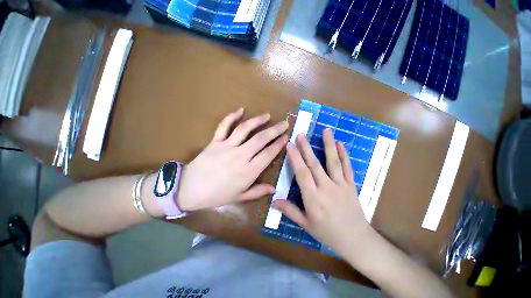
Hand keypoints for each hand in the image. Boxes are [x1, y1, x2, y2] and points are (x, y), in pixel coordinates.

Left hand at [176, 108, 288, 210]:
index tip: (286, 137)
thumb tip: (275, 189)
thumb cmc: (216, 195)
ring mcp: (227, 146)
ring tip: (267, 115)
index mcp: (248, 171)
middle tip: (284, 123)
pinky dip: (232, 116)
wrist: (188, 190)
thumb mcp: (239, 197)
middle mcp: (240, 156)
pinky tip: (240, 109)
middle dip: (275, 130)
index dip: (279, 144)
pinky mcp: (215, 141)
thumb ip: (258, 191)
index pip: (268, 154)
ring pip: (245, 129)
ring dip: (258, 120)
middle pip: (261, 139)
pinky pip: (224, 126)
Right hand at [273, 128, 375, 256]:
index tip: (289, 145)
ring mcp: (340, 185)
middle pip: (314, 164)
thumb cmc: (328, 233)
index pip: (302, 173)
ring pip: (333, 162)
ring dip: (328, 145)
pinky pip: (348, 168)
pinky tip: (340, 144)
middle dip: (306, 148)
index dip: (295, 158)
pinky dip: (344, 155)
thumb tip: (273, 201)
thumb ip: (290, 211)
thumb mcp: (306, 225)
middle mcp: (326, 188)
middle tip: (301, 134)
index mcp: (313, 198)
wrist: (356, 241)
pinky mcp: (351, 185)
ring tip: (326, 130)